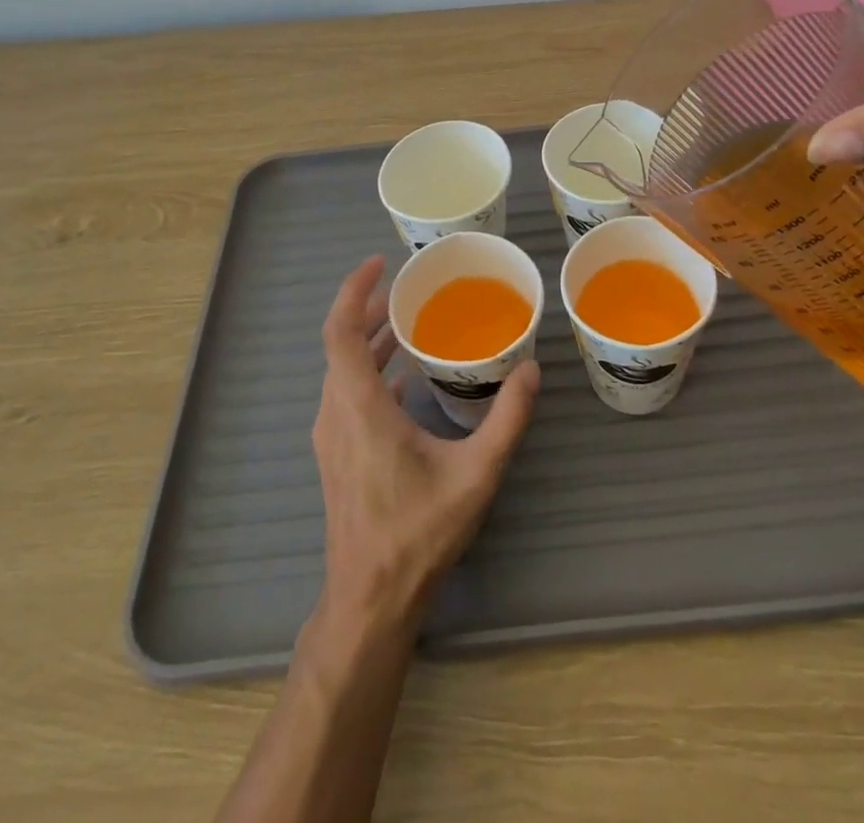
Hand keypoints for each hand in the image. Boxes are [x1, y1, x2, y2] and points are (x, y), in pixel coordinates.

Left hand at [312, 256, 539, 631]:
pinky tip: (405, 376)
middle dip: (369, 309)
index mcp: (359, 408)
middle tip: (407, 288)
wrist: (370, 599)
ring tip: (408, 321)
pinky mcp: (336, 454)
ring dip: (369, 340)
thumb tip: (532, 369)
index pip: (339, 332)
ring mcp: (330, 436)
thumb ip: (507, 418)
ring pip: (341, 370)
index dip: (353, 291)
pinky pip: (346, 393)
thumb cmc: (418, 533)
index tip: (379, 264)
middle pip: (340, 345)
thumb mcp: (475, 473)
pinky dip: (369, 369)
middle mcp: (335, 414)